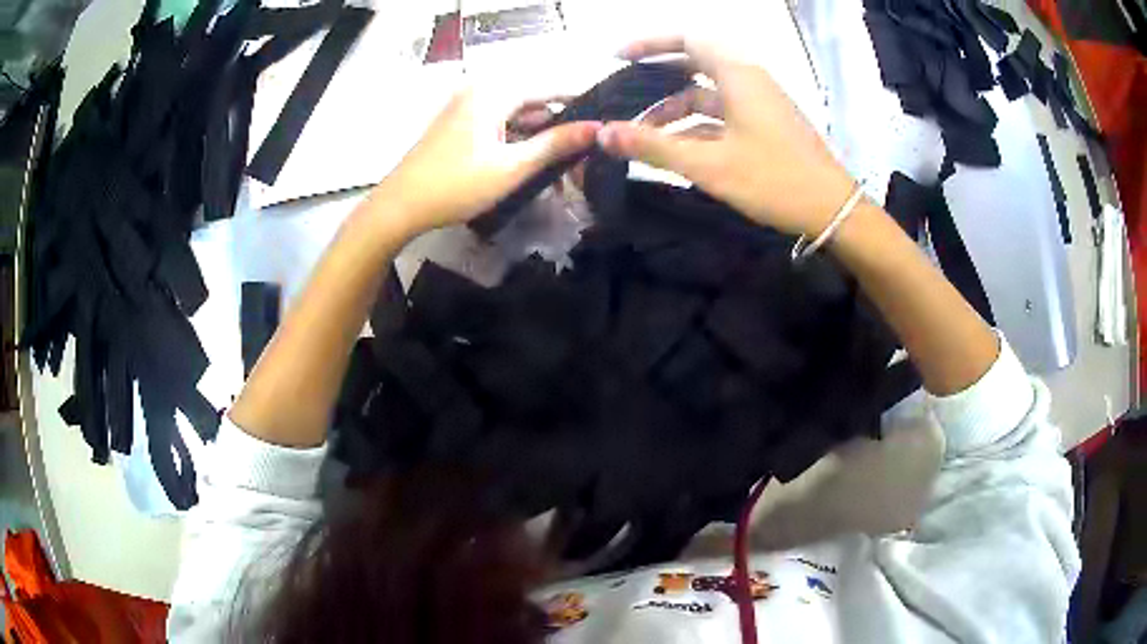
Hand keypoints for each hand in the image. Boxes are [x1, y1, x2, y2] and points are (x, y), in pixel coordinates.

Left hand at [370, 89, 600, 237]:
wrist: (399, 207)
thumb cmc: (456, 186)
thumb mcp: (511, 167)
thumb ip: (555, 144)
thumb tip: (596, 129)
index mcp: (493, 91)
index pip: (549, 86)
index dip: (580, 101)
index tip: (606, 120)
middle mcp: (480, 90)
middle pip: (532, 101)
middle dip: (559, 126)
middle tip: (586, 152)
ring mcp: (466, 107)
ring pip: (516, 116)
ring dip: (539, 138)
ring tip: (566, 164)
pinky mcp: (459, 124)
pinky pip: (499, 125)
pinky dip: (517, 141)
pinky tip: (534, 163)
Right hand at [596, 37, 856, 237]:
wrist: (833, 211)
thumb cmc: (775, 180)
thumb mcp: (709, 165)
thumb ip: (654, 147)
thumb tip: (603, 134)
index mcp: (738, 75)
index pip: (687, 39)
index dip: (650, 44)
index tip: (618, 58)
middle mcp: (749, 80)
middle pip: (695, 63)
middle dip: (657, 78)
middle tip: (623, 93)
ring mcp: (760, 103)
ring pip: (707, 93)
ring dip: (675, 109)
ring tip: (643, 134)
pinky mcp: (766, 124)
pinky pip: (723, 114)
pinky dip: (697, 125)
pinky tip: (677, 149)